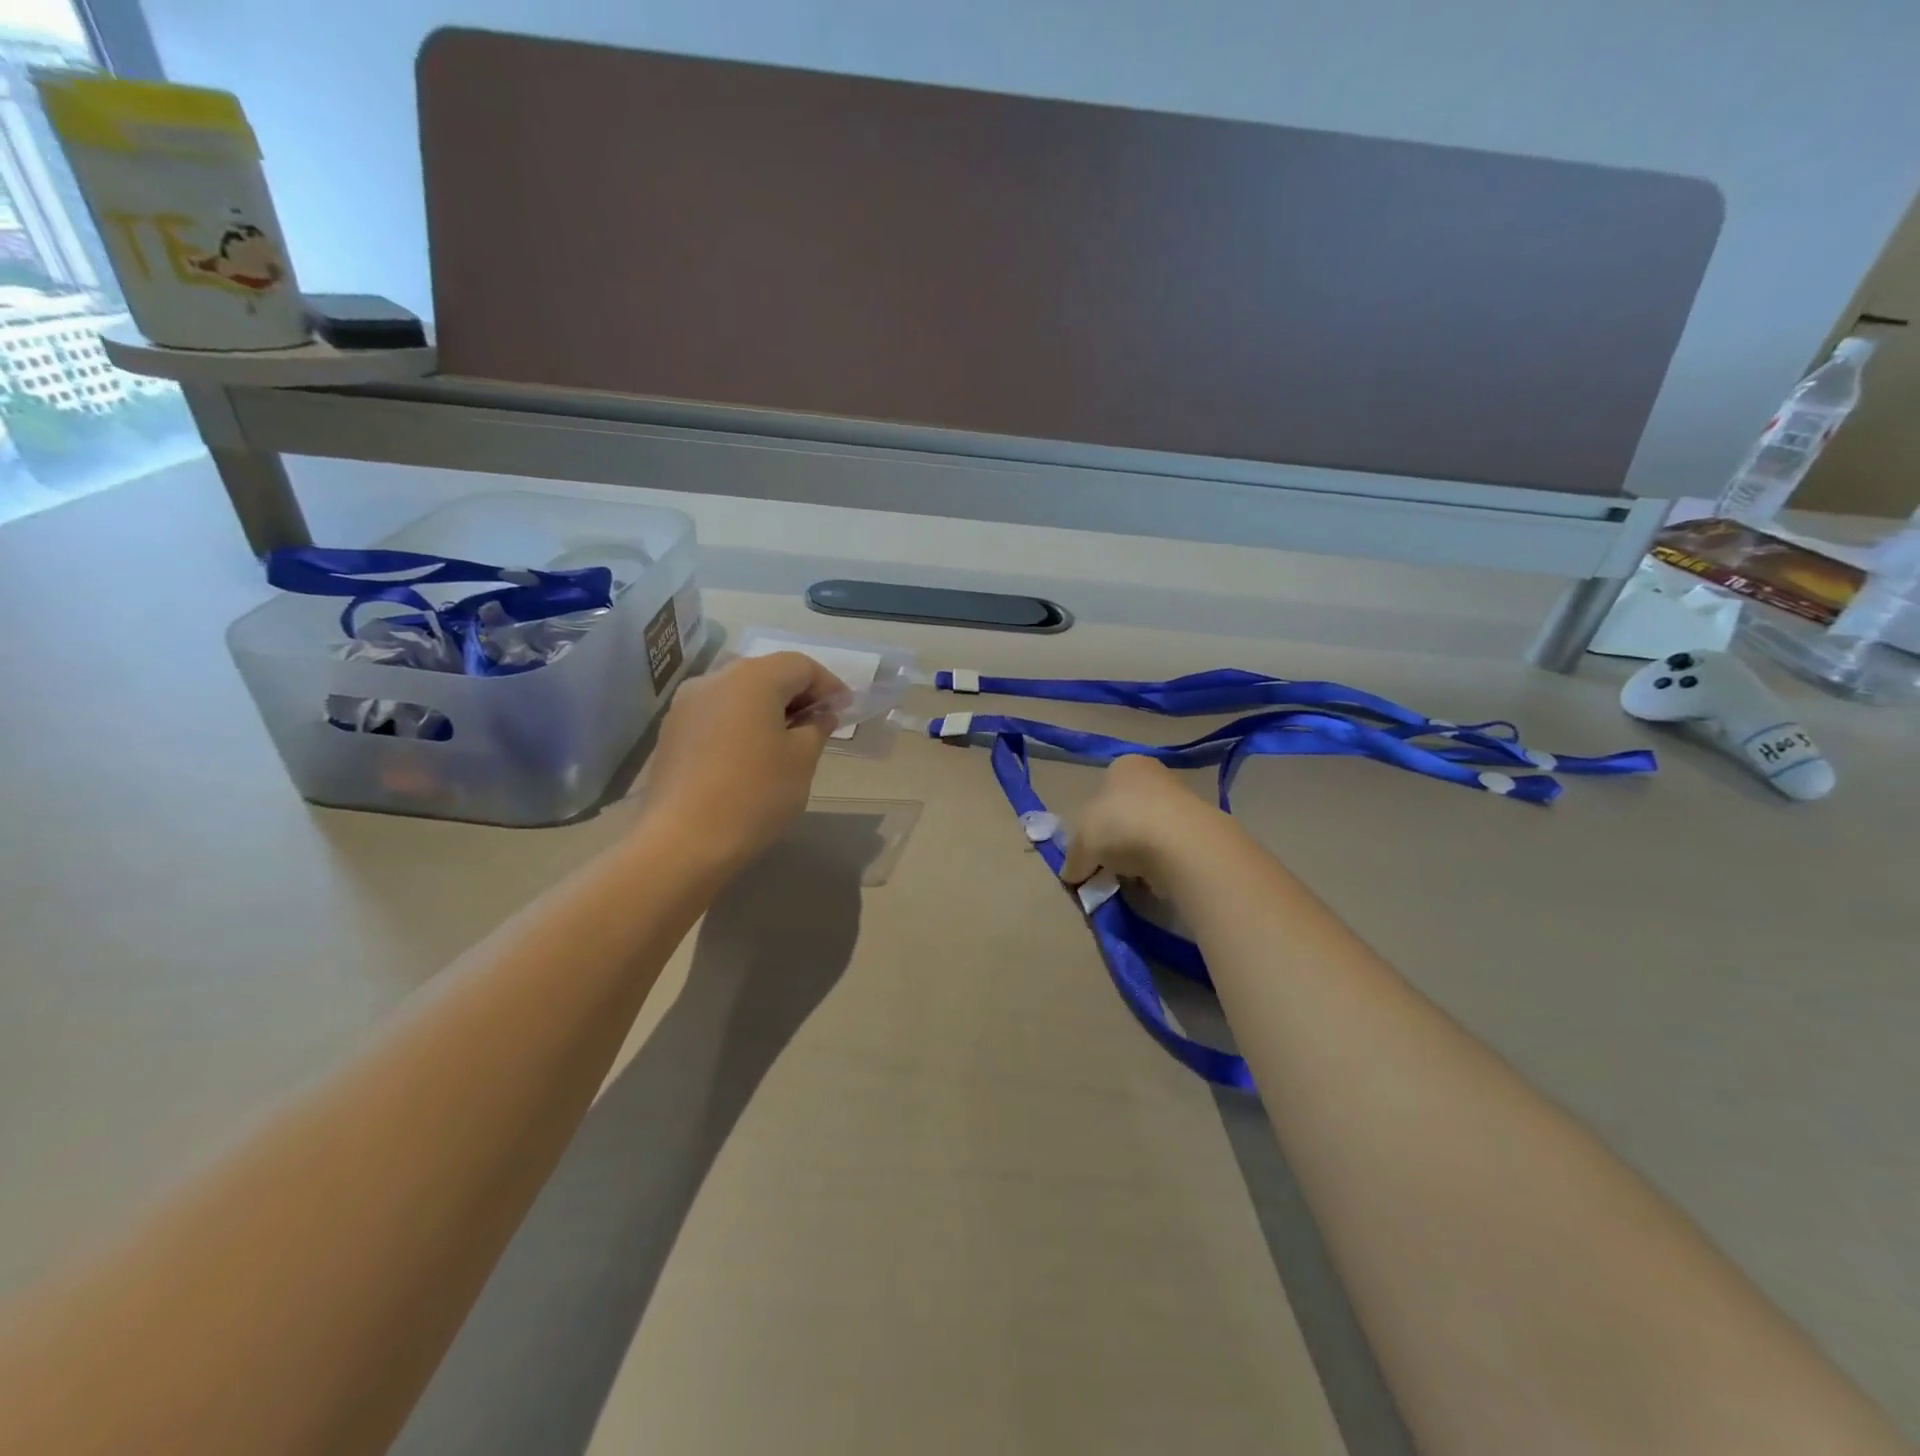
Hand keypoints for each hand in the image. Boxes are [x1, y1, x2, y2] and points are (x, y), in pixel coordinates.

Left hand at [642, 652, 847, 866]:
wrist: (683, 841)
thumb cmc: (756, 794)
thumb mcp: (802, 760)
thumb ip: (816, 728)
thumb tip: (821, 714)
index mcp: (752, 678)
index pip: (800, 666)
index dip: (828, 685)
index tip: (845, 710)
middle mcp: (715, 679)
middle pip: (766, 674)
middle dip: (797, 694)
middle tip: (820, 724)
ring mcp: (686, 705)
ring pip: (738, 694)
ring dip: (768, 709)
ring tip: (787, 741)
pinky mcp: (672, 732)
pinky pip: (717, 714)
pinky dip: (741, 724)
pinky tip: (752, 755)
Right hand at [1059, 755, 1232, 893]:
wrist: (1184, 847)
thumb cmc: (1122, 826)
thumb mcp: (1082, 842)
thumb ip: (1073, 858)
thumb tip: (1072, 874)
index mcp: (1125, 765)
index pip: (1101, 790)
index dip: (1090, 822)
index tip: (1088, 849)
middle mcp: (1156, 775)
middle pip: (1126, 812)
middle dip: (1115, 841)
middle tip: (1105, 868)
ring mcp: (1184, 802)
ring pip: (1149, 833)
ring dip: (1138, 856)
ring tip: (1129, 879)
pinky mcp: (1203, 831)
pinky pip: (1171, 851)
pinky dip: (1161, 866)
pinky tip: (1154, 881)